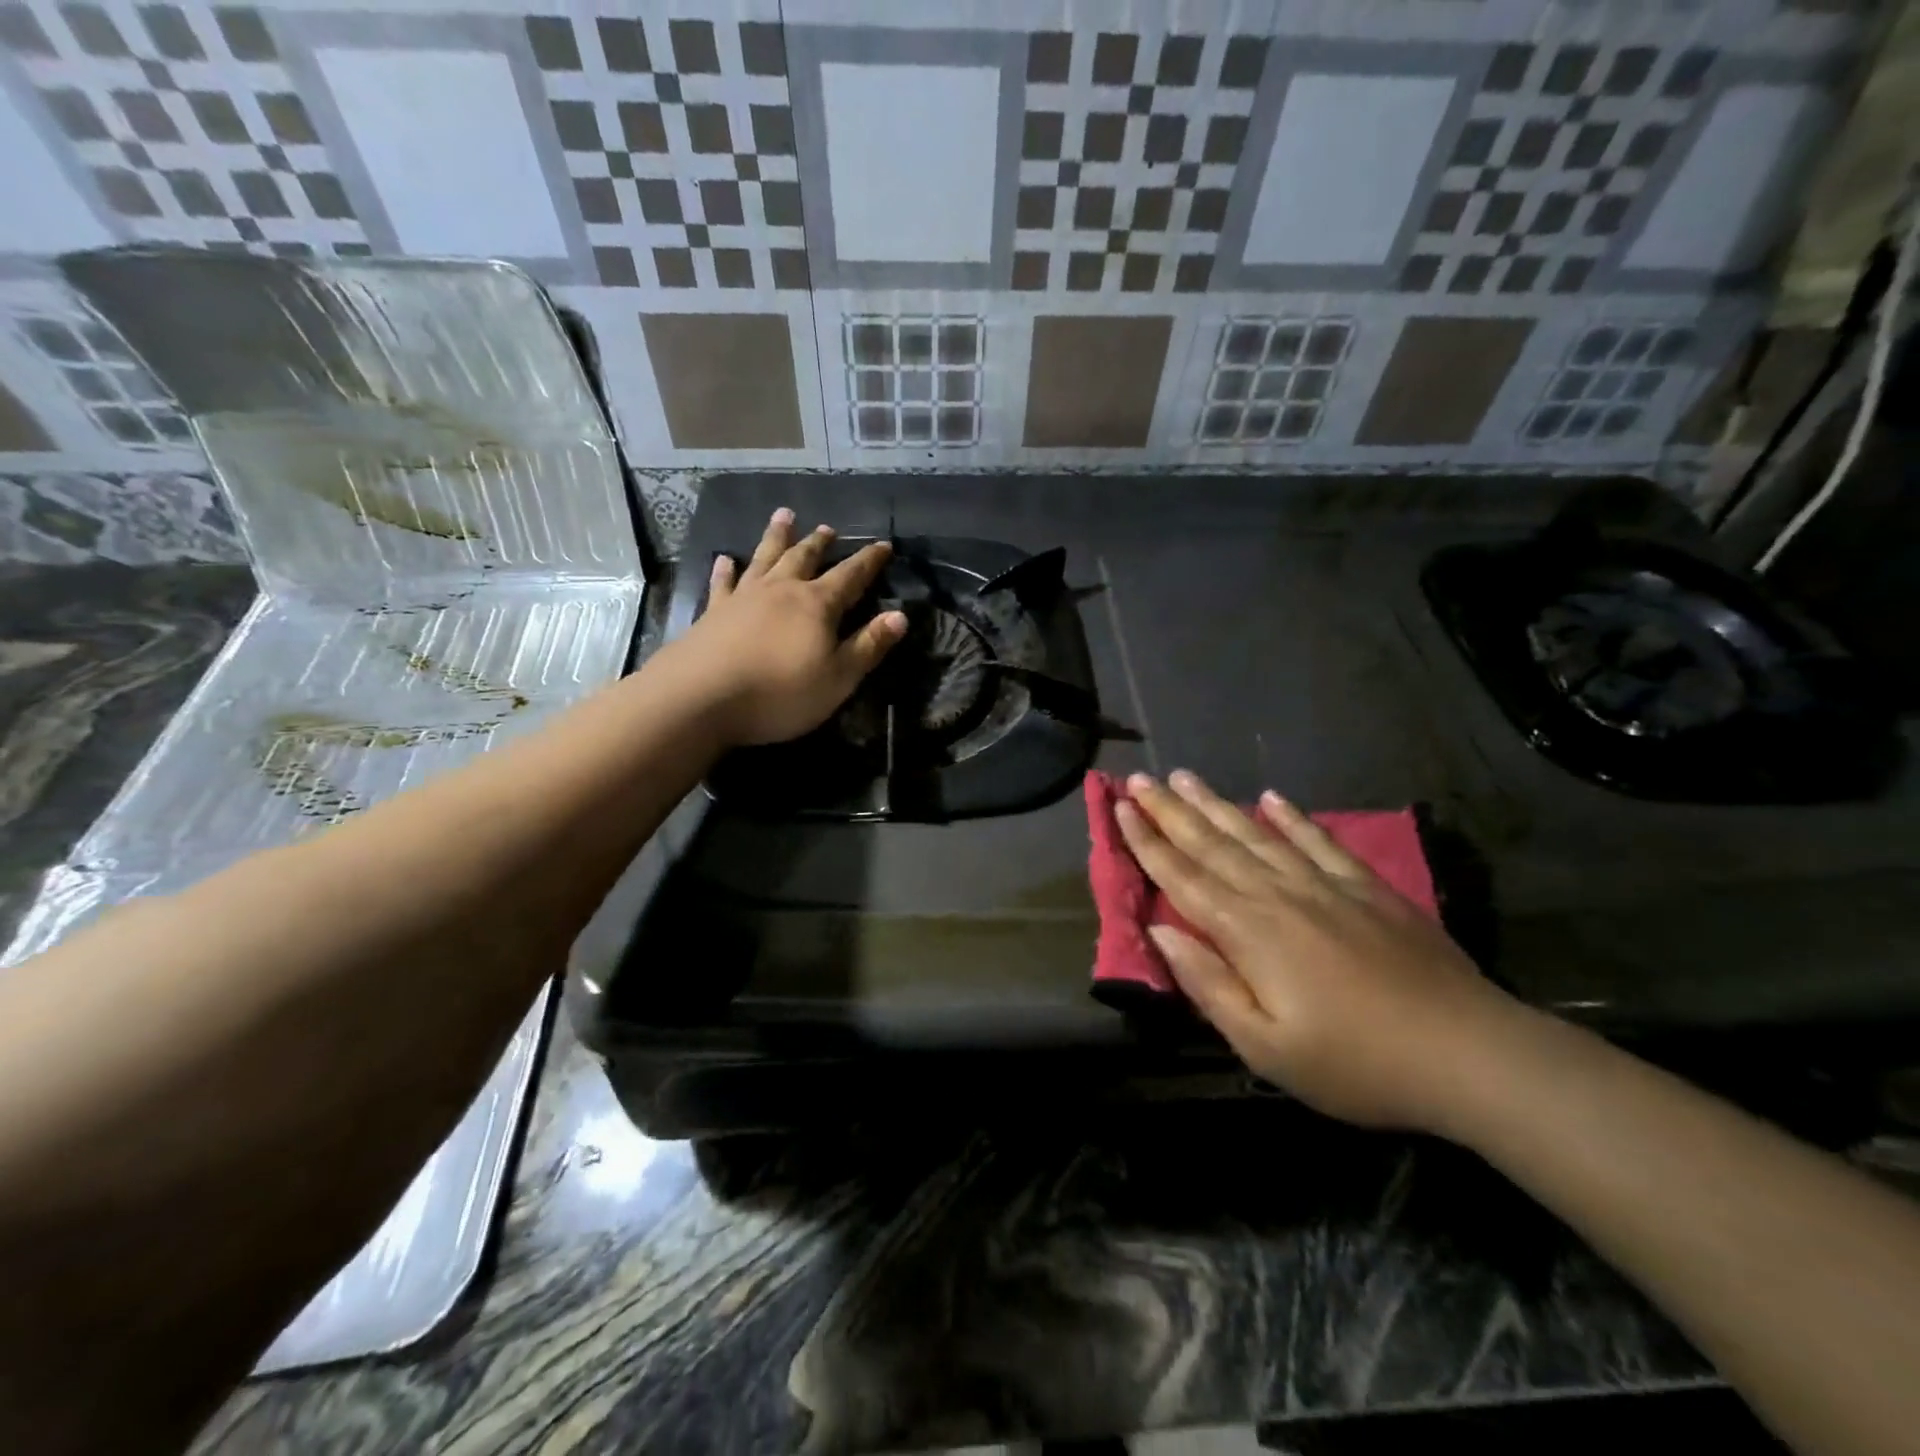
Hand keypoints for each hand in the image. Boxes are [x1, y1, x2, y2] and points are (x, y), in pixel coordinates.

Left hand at [672, 508, 907, 746]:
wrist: (702, 697)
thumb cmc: (781, 693)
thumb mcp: (838, 678)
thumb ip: (868, 646)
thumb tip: (900, 616)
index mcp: (817, 605)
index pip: (851, 576)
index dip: (869, 561)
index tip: (883, 545)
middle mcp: (781, 591)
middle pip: (804, 559)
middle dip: (819, 543)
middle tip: (827, 528)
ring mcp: (744, 598)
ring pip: (765, 558)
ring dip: (776, 537)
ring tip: (783, 516)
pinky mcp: (713, 612)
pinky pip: (723, 583)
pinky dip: (725, 569)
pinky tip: (724, 559)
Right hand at [1115, 770, 1518, 1133]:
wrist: (1467, 1052)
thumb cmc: (1354, 1062)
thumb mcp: (1266, 1047)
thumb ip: (1209, 985)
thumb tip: (1161, 934)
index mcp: (1248, 932)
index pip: (1183, 877)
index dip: (1147, 843)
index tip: (1120, 809)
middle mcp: (1278, 894)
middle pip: (1212, 844)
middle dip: (1170, 810)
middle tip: (1139, 778)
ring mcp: (1324, 885)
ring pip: (1256, 834)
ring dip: (1216, 804)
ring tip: (1185, 777)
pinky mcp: (1366, 887)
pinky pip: (1318, 841)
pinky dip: (1292, 818)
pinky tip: (1272, 798)